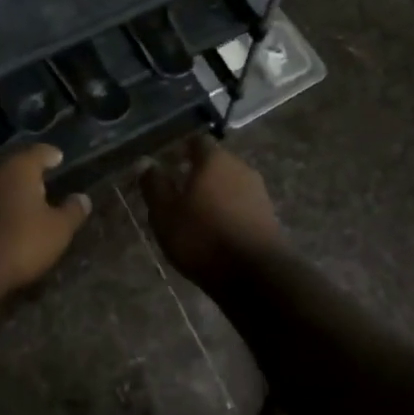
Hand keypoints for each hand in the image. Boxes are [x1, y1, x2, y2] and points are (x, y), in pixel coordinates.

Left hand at [0, 145, 90, 310]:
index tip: (59, 158)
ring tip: (30, 203)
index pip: (39, 152)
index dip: (51, 155)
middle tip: (47, 181)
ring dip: (14, 192)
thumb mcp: (58, 230)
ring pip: (0, 186)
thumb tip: (83, 198)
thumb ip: (72, 211)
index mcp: (19, 168)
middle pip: (16, 167)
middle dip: (31, 173)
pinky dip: (0, 209)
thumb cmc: (20, 242)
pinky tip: (9, 222)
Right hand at [140, 136, 284, 288]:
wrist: (255, 273)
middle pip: (217, 162)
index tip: (171, 162)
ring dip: (215, 193)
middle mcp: (240, 167)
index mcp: (214, 160)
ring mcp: (258, 191)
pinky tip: (217, 230)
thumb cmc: (202, 236)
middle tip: (179, 191)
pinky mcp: (268, 215)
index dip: (183, 149)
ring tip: (197, 214)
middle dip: (199, 172)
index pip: (198, 141)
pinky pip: (242, 204)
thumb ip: (154, 185)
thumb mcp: (166, 213)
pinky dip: (229, 210)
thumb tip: (145, 161)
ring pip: (231, 183)